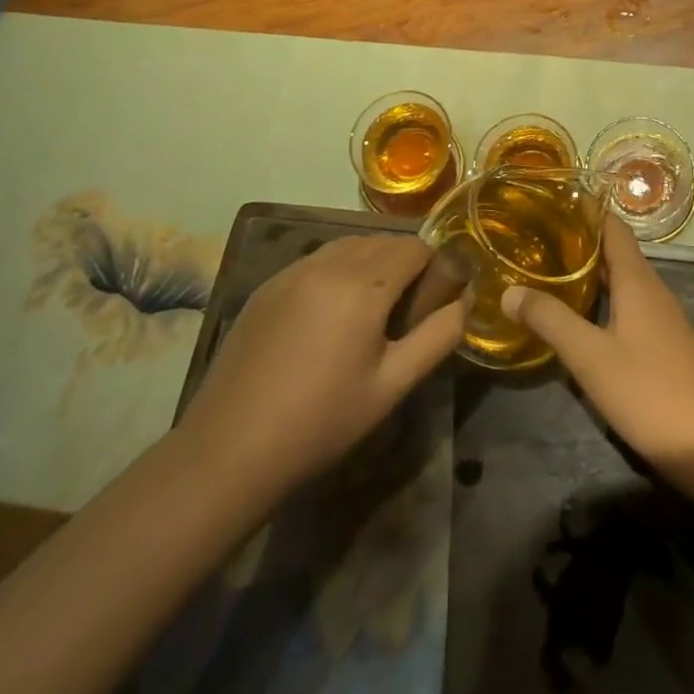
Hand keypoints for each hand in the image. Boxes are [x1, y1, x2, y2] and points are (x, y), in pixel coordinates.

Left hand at [176, 235, 465, 504]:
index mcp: (365, 284)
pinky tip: (326, 317)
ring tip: (366, 313)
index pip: (415, 247)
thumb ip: (438, 337)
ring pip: (348, 246)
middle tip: (401, 314)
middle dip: (401, 265)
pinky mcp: (266, 286)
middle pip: (382, 242)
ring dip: (368, 264)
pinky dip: (334, 273)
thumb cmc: (321, 422)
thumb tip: (465, 301)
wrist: (228, 452)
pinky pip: (315, 261)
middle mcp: (329, 263)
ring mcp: (292, 270)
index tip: (431, 303)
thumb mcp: (392, 386)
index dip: (432, 268)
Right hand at [501, 219, 693, 471]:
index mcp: (637, 280)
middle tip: (536, 239)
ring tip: (549, 272)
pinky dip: (603, 298)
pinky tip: (580, 316)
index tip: (550, 204)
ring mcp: (662, 316)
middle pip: (615, 251)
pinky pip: (629, 304)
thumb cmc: (647, 391)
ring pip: (622, 279)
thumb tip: (508, 290)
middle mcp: (652, 288)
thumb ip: (550, 320)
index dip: (585, 211)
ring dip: (590, 272)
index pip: (612, 227)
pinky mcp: (664, 342)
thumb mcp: (589, 356)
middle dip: (579, 242)